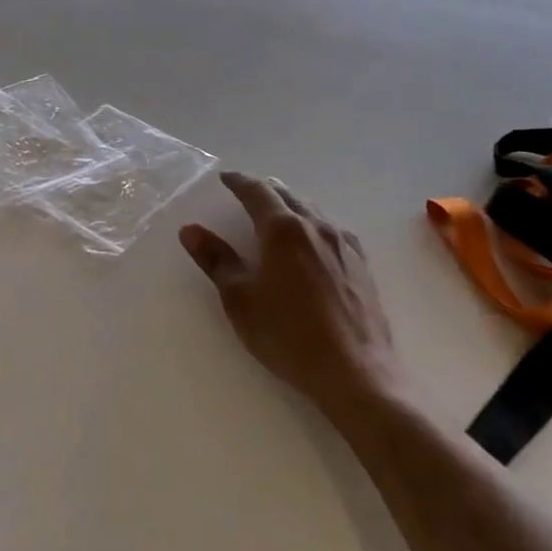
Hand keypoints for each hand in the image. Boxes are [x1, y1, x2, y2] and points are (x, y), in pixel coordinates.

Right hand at [180, 173, 406, 417]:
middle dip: (264, 189)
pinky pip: (331, 228)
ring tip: (275, 212)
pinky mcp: (361, 264)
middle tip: (246, 191)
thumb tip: (190, 230)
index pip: (257, 191)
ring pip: (312, 210)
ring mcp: (344, 244)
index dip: (238, 182)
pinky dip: (312, 223)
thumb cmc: (288, 335)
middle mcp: (316, 226)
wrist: (355, 372)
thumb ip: (216, 260)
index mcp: (283, 229)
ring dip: (289, 204)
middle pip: (287, 194)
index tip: (225, 178)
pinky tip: (311, 240)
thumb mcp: (240, 299)